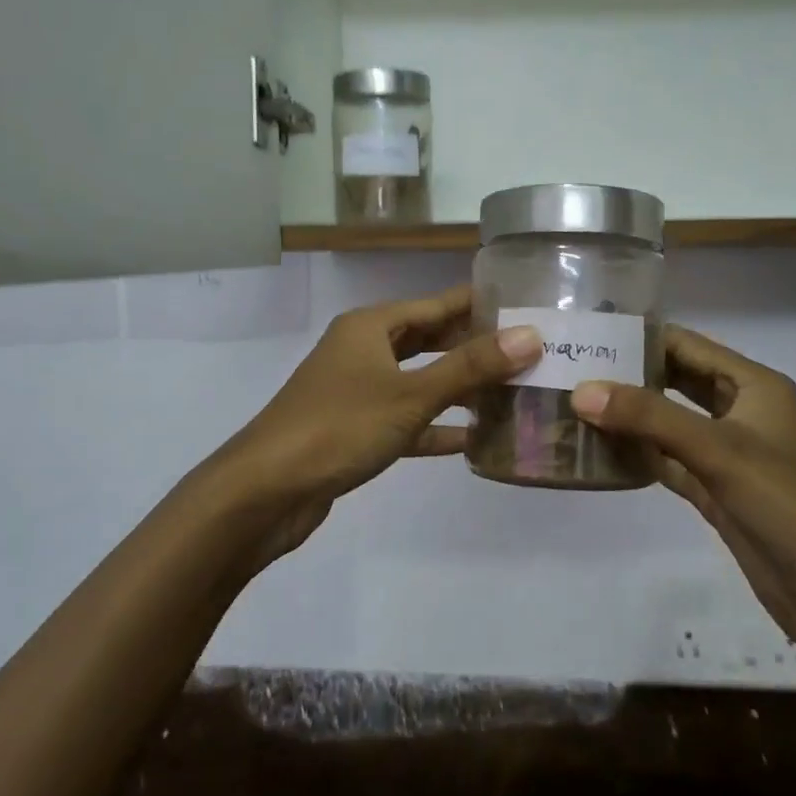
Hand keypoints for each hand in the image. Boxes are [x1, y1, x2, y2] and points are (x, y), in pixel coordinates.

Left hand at [211, 285, 541, 563]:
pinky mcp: (353, 430)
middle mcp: (361, 351)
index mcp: (370, 327)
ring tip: (509, 392)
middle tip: (526, 352)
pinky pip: (404, 419)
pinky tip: (470, 440)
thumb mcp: (411, 394)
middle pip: (427, 341)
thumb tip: (529, 336)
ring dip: (457, 389)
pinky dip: (433, 427)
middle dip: (472, 347)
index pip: (436, 305)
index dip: (478, 304)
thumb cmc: (339, 427)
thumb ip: (470, 367)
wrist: (266, 490)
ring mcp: (355, 391)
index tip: (524, 305)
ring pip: (417, 381)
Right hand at [571, 326, 795, 666]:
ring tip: (574, 404)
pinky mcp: (716, 491)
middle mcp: (741, 412)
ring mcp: (727, 454)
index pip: (688, 345)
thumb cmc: (788, 505)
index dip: (641, 337)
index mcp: (754, 386)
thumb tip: (582, 390)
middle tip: (572, 369)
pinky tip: (599, 450)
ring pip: (669, 423)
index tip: (588, 334)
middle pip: (676, 381)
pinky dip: (638, 455)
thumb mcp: (719, 450)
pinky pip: (668, 461)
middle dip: (629, 375)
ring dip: (629, 416)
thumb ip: (650, 417)